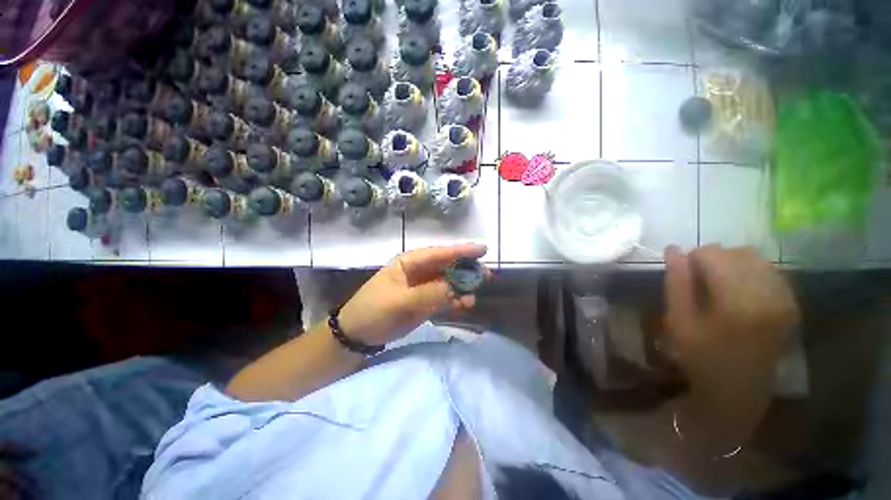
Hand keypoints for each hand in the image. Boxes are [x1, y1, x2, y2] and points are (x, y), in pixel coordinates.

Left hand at [338, 244, 490, 344]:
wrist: (358, 335)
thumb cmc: (373, 310)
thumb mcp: (398, 301)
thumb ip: (428, 294)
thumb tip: (456, 289)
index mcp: (409, 263)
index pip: (438, 253)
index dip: (460, 250)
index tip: (482, 249)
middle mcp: (419, 272)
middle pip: (447, 267)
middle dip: (466, 269)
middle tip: (486, 274)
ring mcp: (423, 288)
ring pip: (449, 283)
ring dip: (463, 286)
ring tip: (477, 291)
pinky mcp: (426, 302)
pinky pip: (445, 298)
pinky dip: (456, 301)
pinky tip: (466, 304)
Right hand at [664, 245, 799, 393]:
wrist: (738, 391)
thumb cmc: (701, 358)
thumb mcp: (679, 321)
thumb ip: (676, 283)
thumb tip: (672, 249)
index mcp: (739, 302)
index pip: (714, 254)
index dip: (691, 259)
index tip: (682, 276)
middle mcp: (769, 294)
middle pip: (736, 252)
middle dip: (711, 259)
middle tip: (697, 281)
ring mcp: (784, 299)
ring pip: (754, 257)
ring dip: (729, 263)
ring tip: (716, 285)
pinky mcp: (790, 303)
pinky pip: (768, 269)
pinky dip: (747, 271)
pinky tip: (736, 289)